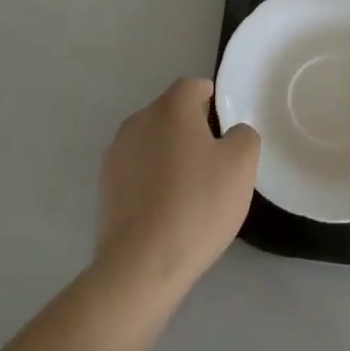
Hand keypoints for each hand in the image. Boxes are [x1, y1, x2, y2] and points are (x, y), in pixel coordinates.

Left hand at [95, 79, 259, 297]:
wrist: (141, 264)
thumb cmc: (197, 205)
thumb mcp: (241, 166)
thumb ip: (244, 136)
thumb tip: (233, 133)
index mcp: (171, 107)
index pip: (194, 86)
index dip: (212, 101)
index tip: (225, 127)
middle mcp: (139, 119)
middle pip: (171, 112)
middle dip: (191, 128)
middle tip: (213, 162)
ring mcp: (117, 151)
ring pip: (152, 140)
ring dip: (169, 153)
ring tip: (188, 189)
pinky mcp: (105, 184)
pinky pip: (136, 169)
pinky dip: (151, 178)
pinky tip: (164, 208)